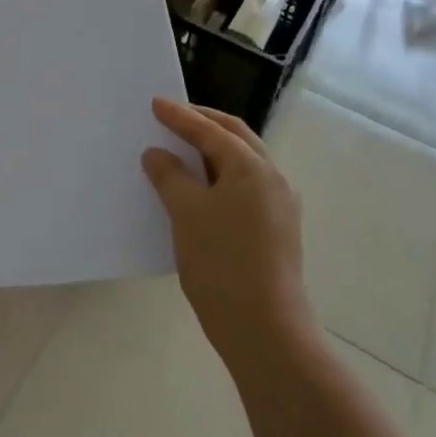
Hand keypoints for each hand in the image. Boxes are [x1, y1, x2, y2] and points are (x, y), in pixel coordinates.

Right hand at [142, 99, 311, 367]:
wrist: (266, 333)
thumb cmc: (222, 264)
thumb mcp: (186, 213)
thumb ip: (169, 176)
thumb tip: (157, 154)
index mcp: (252, 166)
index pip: (210, 130)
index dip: (180, 116)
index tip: (156, 103)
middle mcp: (272, 178)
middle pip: (235, 137)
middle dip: (204, 123)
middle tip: (174, 116)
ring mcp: (280, 206)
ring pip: (243, 162)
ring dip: (214, 150)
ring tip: (184, 149)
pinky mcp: (278, 231)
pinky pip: (246, 187)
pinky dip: (222, 175)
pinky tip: (202, 188)